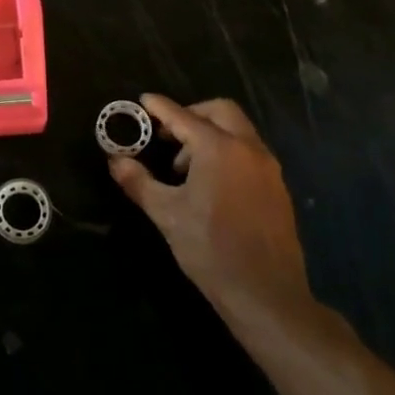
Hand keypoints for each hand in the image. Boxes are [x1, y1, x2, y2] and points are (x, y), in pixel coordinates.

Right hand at [108, 94, 312, 328]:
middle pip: (220, 112)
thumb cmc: (210, 249)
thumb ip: (139, 182)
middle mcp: (248, 149)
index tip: (144, 100)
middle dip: (191, 114)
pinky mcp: (278, 188)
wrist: (266, 294)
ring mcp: (268, 168)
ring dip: (210, 135)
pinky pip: (250, 153)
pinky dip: (227, 152)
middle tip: (168, 135)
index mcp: (219, 149)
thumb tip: (116, 161)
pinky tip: (210, 185)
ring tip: (185, 168)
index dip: (160, 107)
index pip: (183, 117)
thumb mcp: (166, 214)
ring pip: (238, 131)